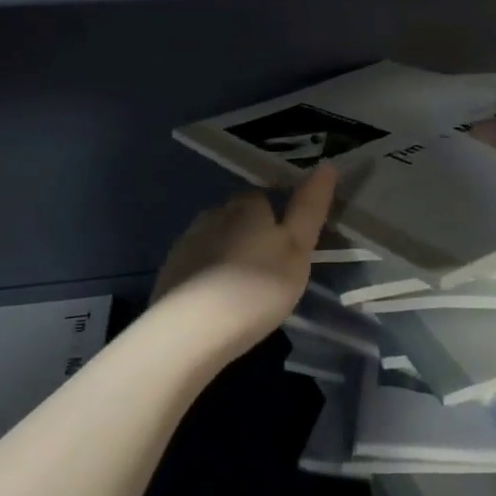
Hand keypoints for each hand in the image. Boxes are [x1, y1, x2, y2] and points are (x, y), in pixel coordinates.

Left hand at [151, 164, 337, 351]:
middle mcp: (214, 214)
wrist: (190, 330)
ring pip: (215, 239)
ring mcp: (187, 242)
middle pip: (237, 216)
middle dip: (252, 233)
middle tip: (270, 268)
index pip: (264, 197)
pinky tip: (217, 301)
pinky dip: (208, 276)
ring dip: (228, 254)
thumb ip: (309, 208)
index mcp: (247, 206)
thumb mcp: (297, 249)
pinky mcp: (170, 271)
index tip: (289, 244)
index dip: (278, 216)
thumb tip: (325, 166)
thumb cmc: (255, 287)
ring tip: (244, 288)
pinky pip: (197, 264)